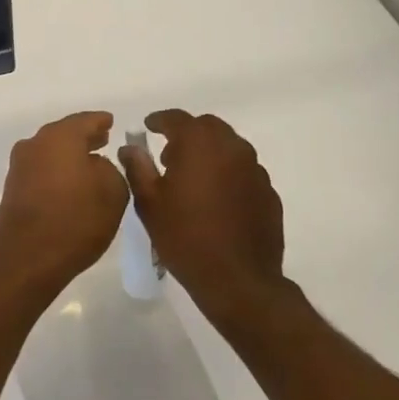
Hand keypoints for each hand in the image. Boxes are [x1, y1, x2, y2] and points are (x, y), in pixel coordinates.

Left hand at [0, 112, 128, 302]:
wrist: (26, 259)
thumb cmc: (76, 220)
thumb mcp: (113, 192)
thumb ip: (112, 169)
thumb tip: (97, 164)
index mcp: (61, 136)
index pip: (86, 120)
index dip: (101, 121)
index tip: (110, 122)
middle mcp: (35, 144)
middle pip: (64, 134)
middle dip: (84, 138)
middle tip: (103, 140)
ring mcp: (20, 166)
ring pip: (50, 152)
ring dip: (69, 156)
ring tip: (89, 164)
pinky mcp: (13, 189)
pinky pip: (41, 171)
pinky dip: (56, 172)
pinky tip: (69, 186)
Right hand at [119, 111, 286, 327]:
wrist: (238, 281)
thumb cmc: (185, 238)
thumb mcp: (149, 203)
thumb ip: (138, 167)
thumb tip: (131, 147)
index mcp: (200, 144)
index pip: (177, 118)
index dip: (159, 120)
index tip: (148, 126)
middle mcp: (231, 148)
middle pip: (207, 127)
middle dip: (187, 134)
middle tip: (169, 156)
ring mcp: (255, 169)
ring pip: (229, 147)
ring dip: (209, 153)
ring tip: (192, 178)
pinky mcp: (268, 192)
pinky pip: (243, 171)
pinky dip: (227, 174)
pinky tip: (216, 199)